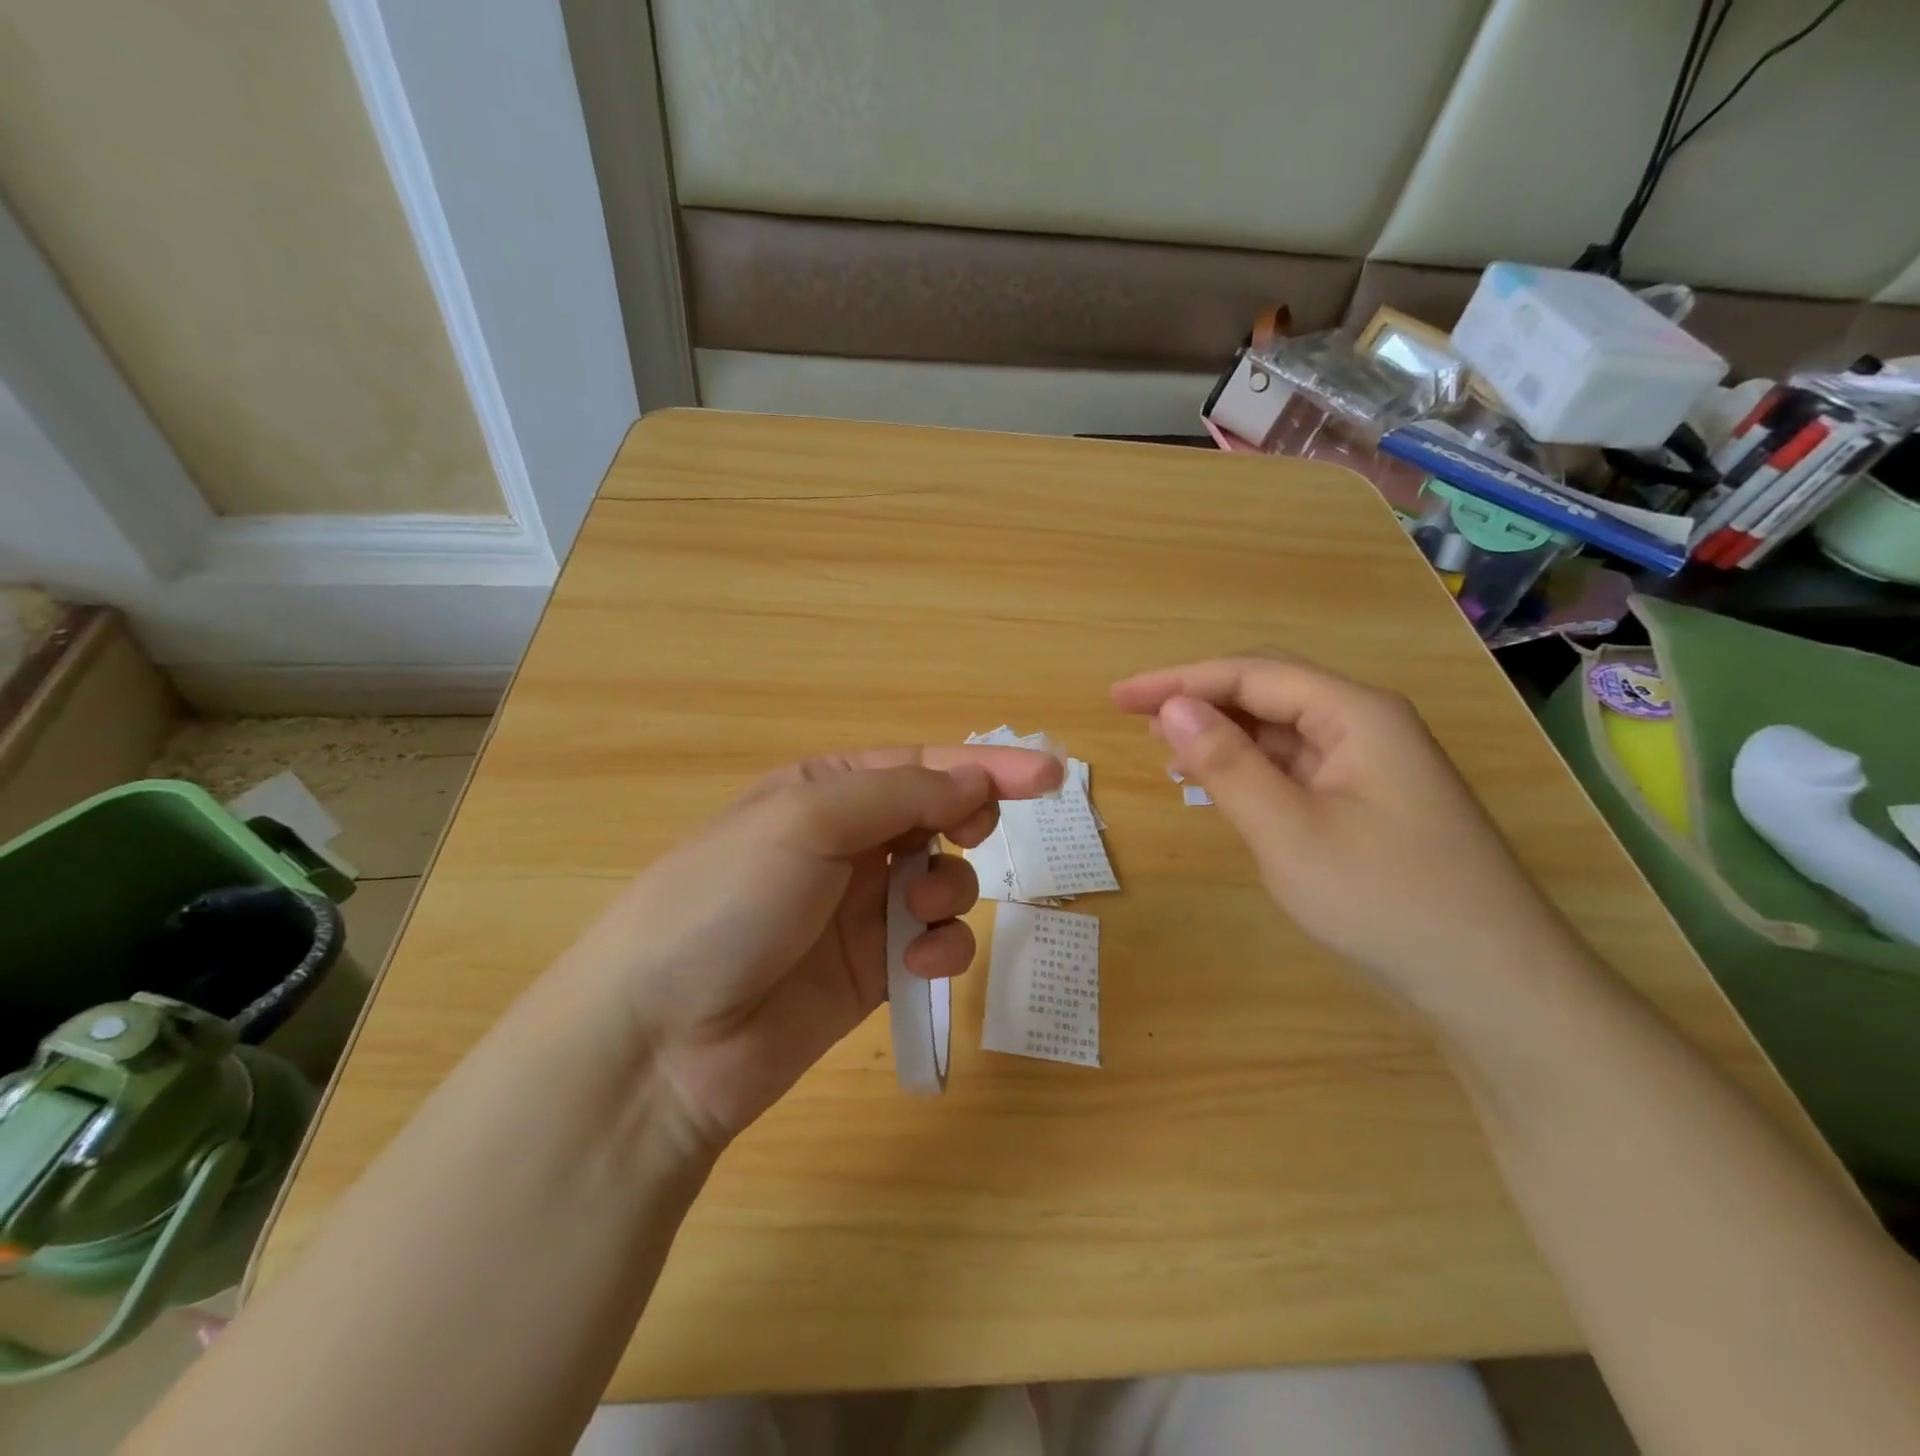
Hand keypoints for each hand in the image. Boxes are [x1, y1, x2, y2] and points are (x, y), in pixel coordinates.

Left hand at [554, 746, 1063, 1149]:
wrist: (662, 1038)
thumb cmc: (727, 900)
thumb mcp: (806, 820)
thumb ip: (899, 794)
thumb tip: (975, 781)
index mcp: (824, 790)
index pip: (921, 766)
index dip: (987, 767)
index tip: (1052, 776)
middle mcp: (845, 842)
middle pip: (938, 818)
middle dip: (967, 825)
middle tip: (973, 837)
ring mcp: (859, 908)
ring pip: (943, 880)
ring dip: (950, 890)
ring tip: (921, 912)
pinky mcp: (870, 969)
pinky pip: (933, 943)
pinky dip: (942, 946)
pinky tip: (920, 961)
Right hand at [1112, 655, 1580, 1012]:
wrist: (1494, 985)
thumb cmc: (1386, 900)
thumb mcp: (1289, 832)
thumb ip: (1226, 764)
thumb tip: (1170, 707)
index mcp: (1356, 714)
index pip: (1250, 674)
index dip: (1179, 680)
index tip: (1119, 697)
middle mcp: (1367, 725)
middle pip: (1268, 692)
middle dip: (1198, 700)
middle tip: (1133, 718)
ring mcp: (1371, 765)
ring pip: (1281, 731)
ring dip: (1221, 734)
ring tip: (1163, 748)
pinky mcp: (1368, 802)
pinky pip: (1295, 766)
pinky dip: (1249, 769)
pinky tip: (1217, 784)